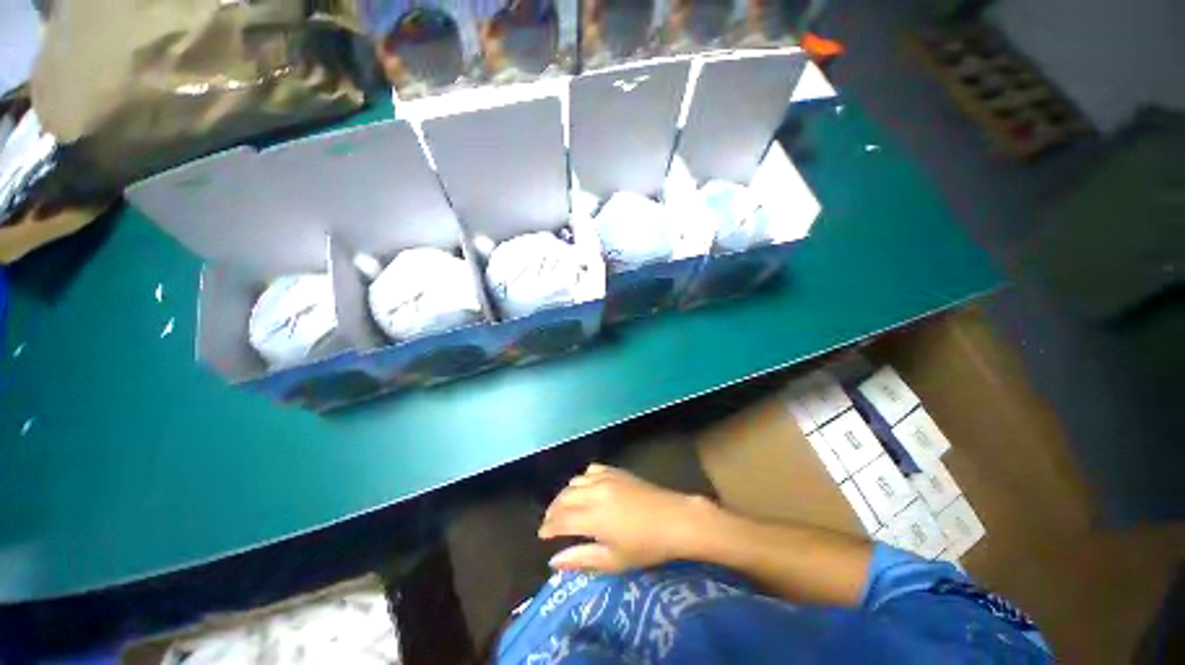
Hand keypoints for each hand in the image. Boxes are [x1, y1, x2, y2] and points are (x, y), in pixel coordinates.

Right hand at [538, 464, 714, 572]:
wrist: (680, 521)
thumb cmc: (648, 547)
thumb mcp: (614, 561)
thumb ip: (581, 559)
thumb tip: (553, 562)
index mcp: (591, 518)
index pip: (559, 520)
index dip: (548, 528)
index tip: (543, 536)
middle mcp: (594, 494)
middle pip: (563, 499)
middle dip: (553, 512)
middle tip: (552, 524)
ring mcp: (608, 480)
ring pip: (574, 483)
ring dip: (565, 495)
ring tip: (566, 508)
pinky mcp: (621, 473)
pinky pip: (592, 471)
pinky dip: (583, 480)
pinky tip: (586, 489)